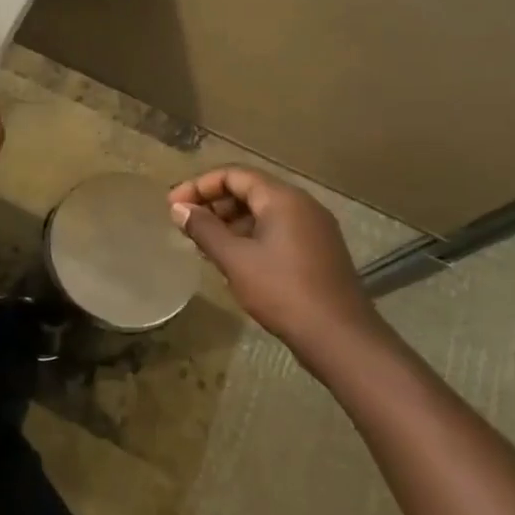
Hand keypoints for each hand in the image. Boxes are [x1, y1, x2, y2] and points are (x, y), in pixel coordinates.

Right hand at [168, 167, 377, 367]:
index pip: (234, 175)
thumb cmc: (283, 292)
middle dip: (214, 203)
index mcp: (282, 198)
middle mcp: (301, 205)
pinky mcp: (319, 251)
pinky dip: (250, 236)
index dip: (199, 186)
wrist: (341, 339)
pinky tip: (233, 259)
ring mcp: (314, 228)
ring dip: (230, 222)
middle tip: (186, 224)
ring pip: (263, 212)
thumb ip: (204, 229)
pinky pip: (277, 230)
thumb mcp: (235, 260)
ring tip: (203, 243)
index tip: (173, 205)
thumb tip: (179, 208)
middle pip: (249, 190)